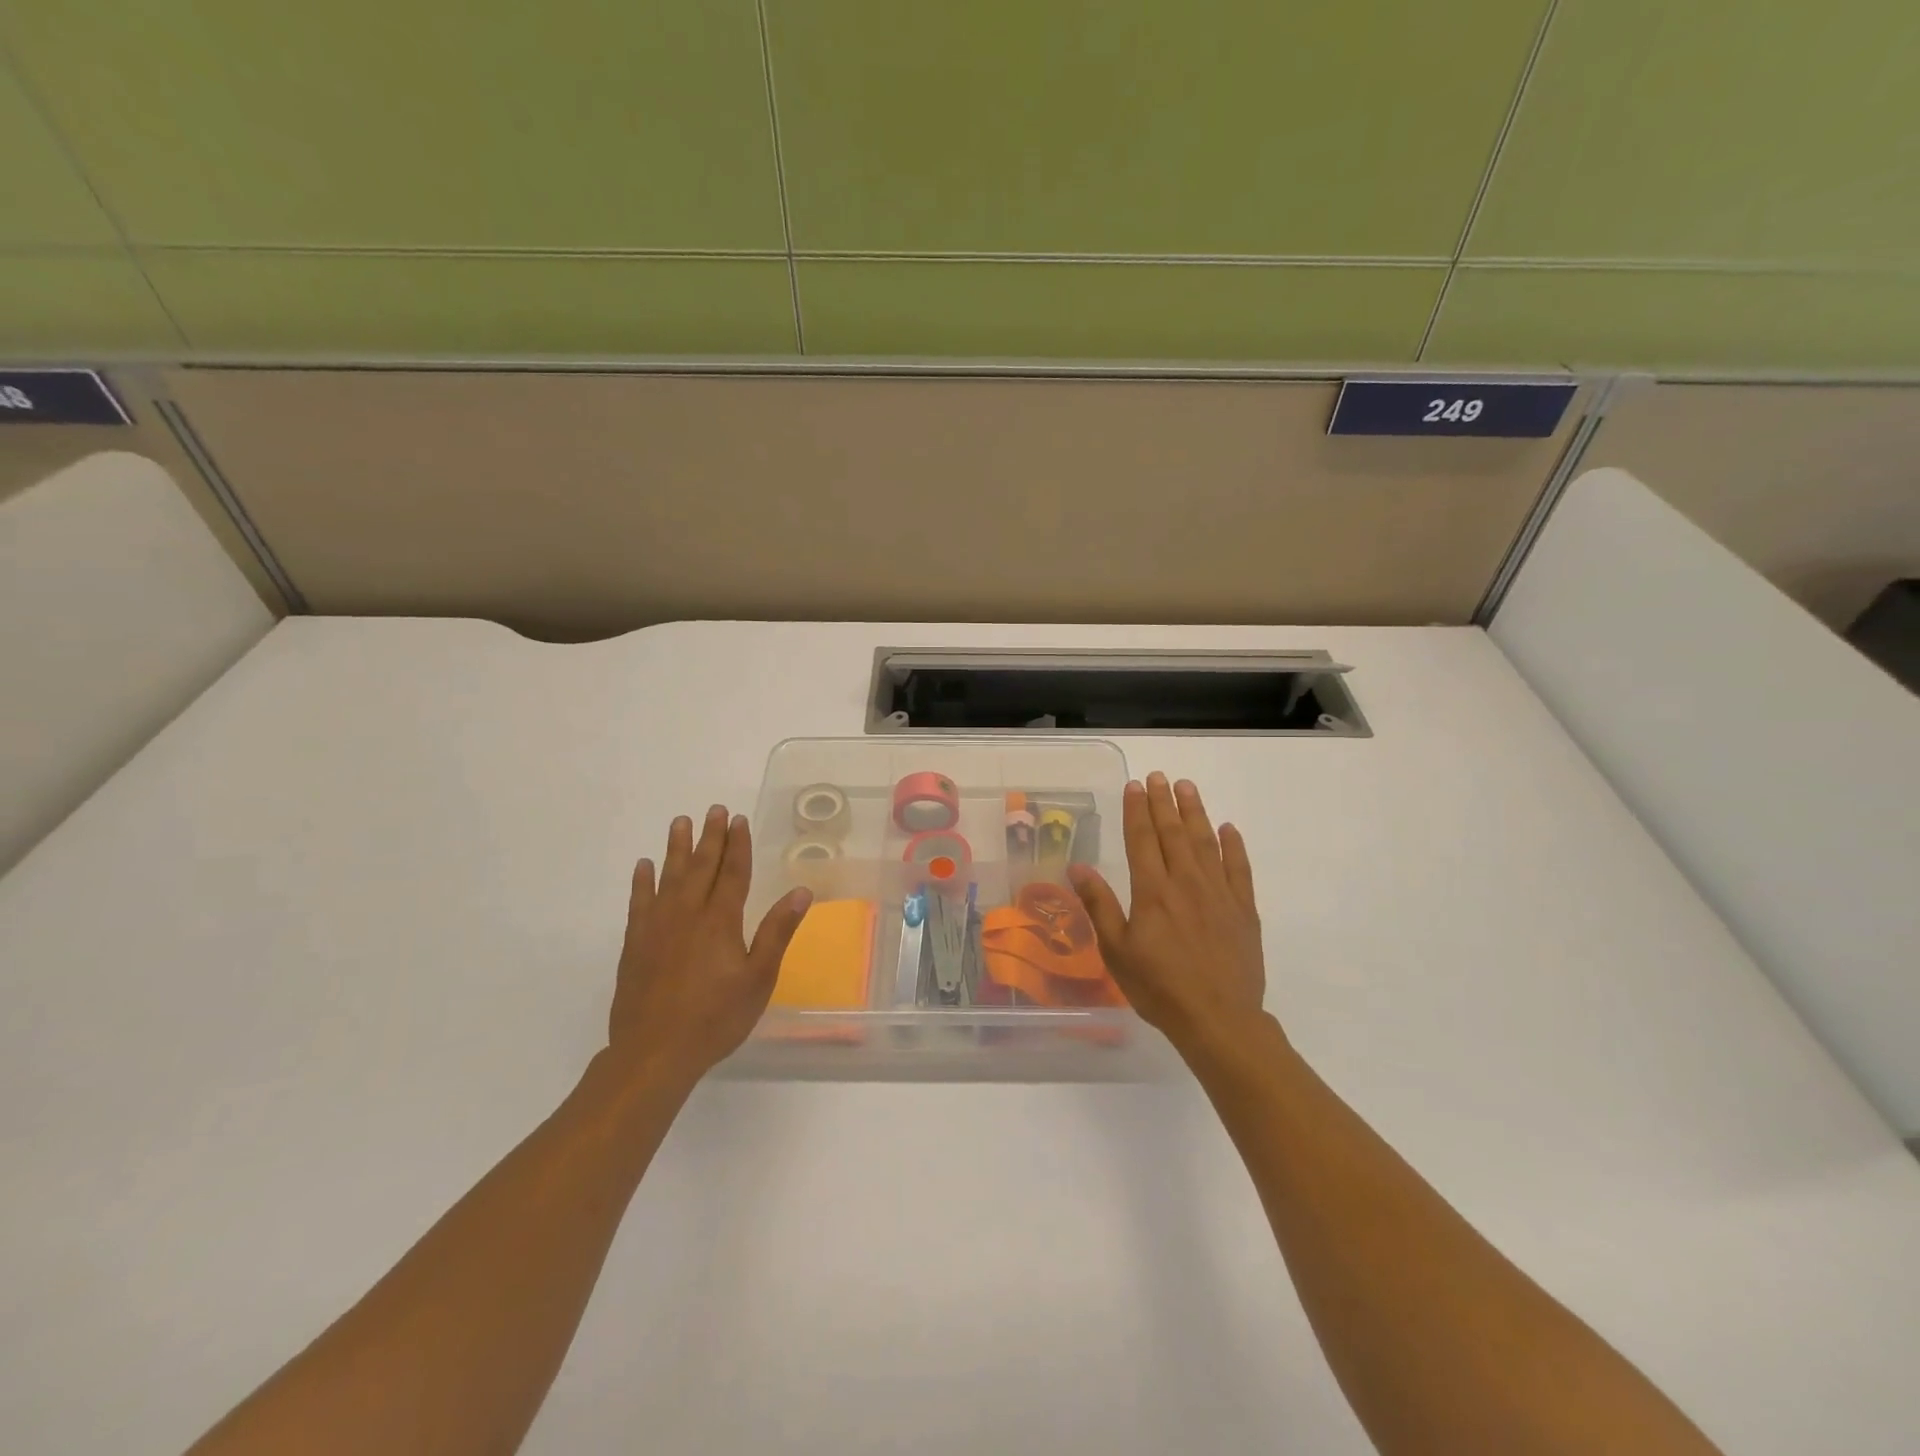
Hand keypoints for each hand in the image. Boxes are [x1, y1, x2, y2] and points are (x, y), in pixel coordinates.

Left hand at [607, 805, 811, 1086]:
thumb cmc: (715, 1017)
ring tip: (680, 822)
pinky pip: (639, 902)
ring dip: (676, 849)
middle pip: (701, 867)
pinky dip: (642, 882)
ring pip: (669, 877)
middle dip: (710, 837)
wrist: (654, 1052)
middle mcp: (688, 914)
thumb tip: (801, 891)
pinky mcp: (635, 944)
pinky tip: (643, 867)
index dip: (737, 845)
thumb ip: (777, 932)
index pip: (732, 873)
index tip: (738, 820)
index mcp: (721, 921)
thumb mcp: (759, 978)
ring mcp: (657, 927)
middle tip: (714, 810)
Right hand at [1068, 773, 1270, 1054]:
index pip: (1142, 839)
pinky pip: (1239, 868)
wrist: (1219, 1020)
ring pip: (1206, 842)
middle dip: (1164, 802)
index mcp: (1153, 891)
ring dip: (1195, 812)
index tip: (1135, 786)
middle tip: (1159, 776)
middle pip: (1173, 833)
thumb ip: (1099, 905)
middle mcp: (1186, 882)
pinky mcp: (1243, 910)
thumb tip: (1078, 867)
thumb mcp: (1117, 951)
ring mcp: (1219, 894)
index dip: (1137, 810)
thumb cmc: (1159, 988)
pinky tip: (1229, 829)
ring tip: (1188, 787)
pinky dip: (1234, 846)